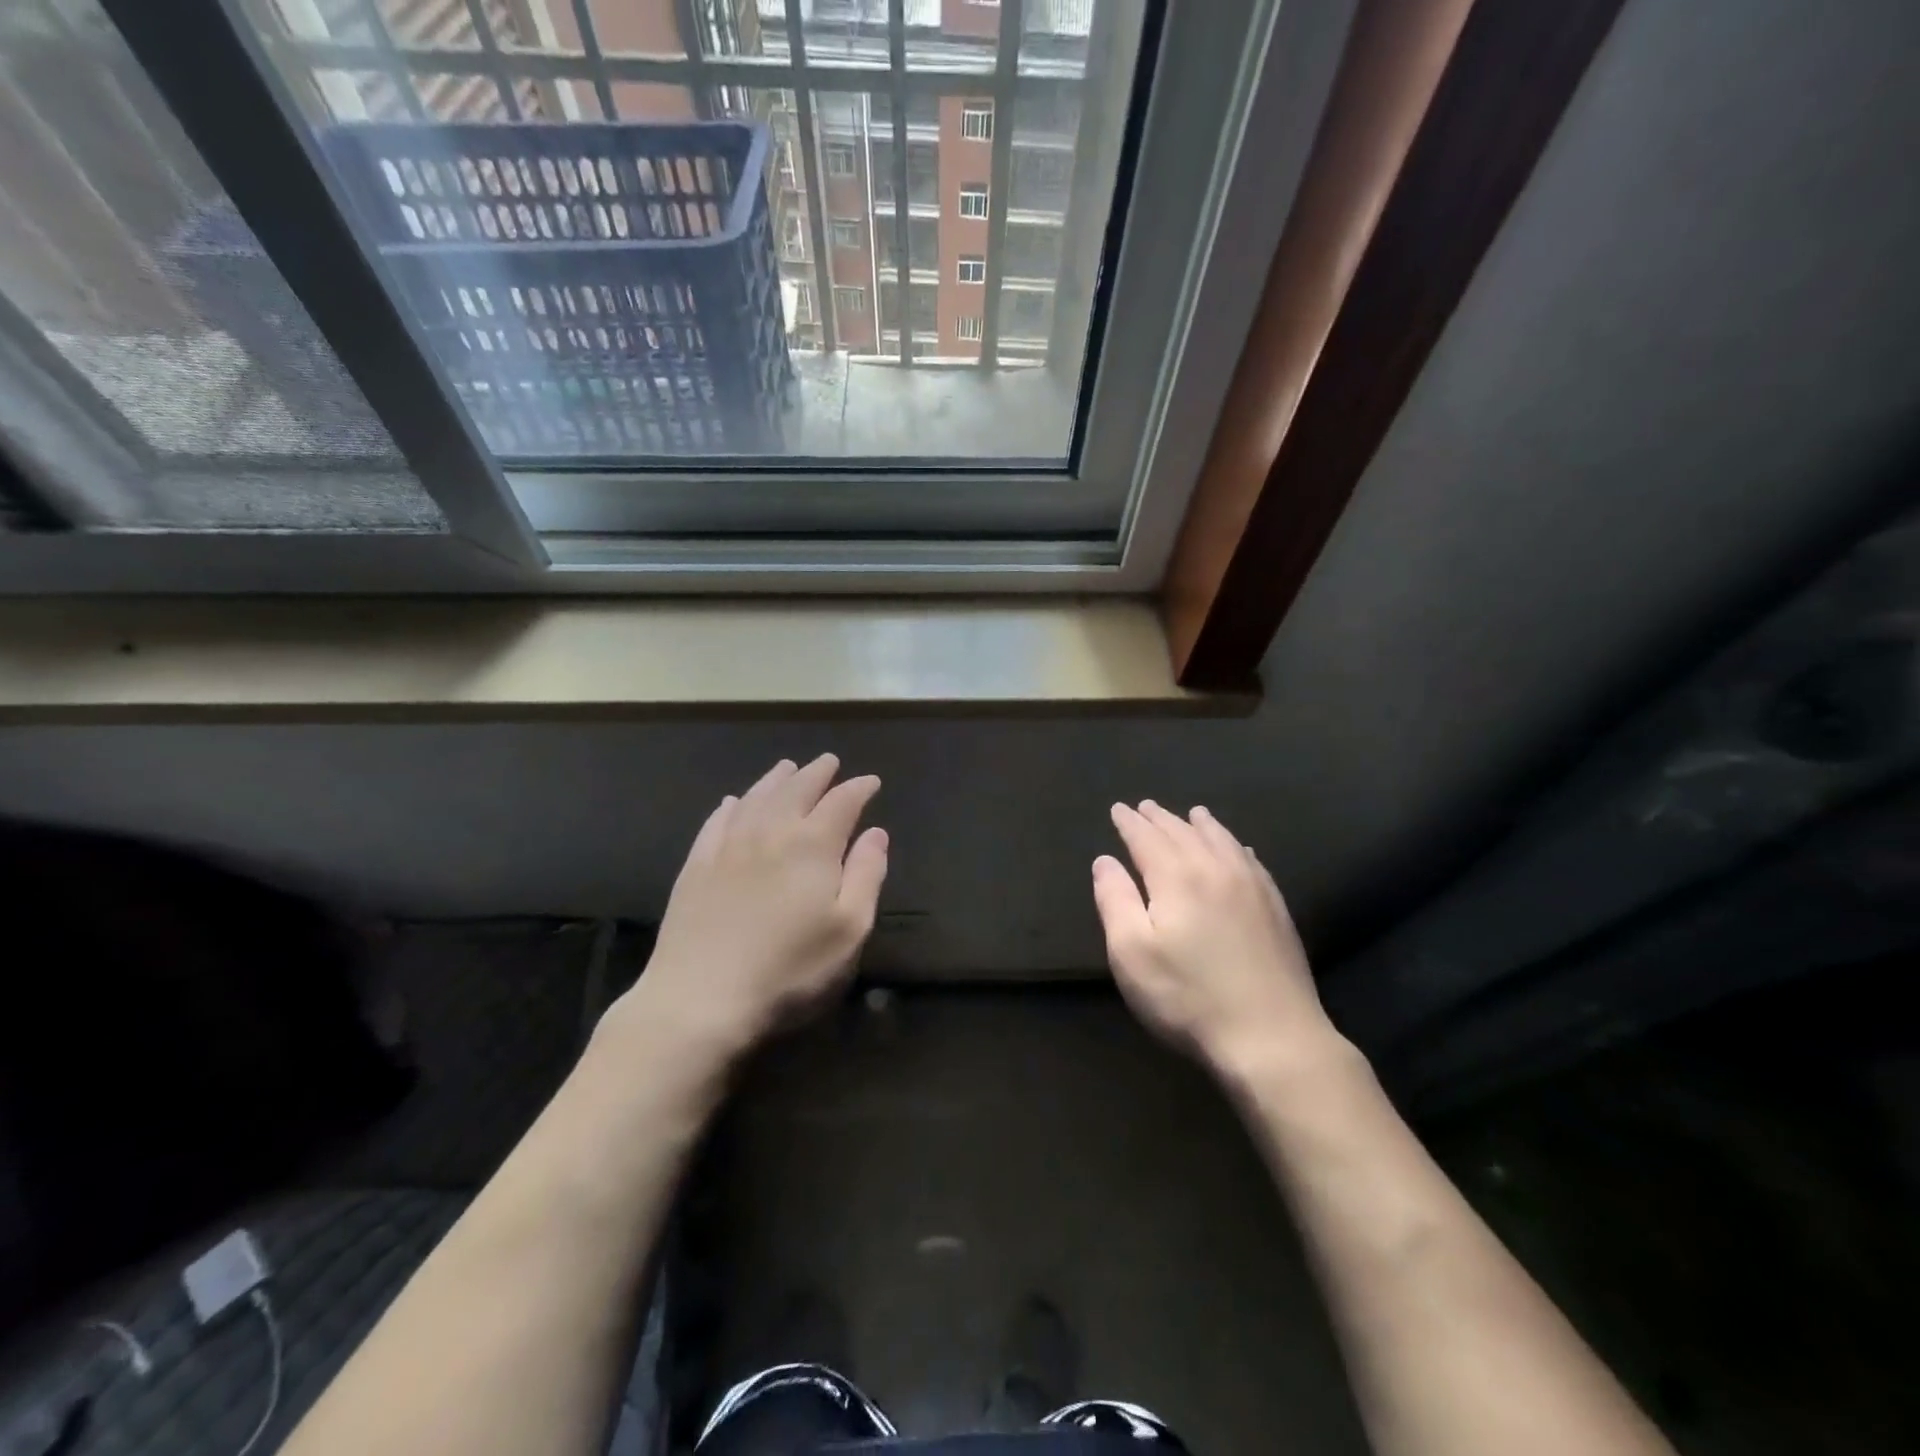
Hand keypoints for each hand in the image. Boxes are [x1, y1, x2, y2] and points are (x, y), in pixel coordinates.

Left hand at [606, 755, 887, 1066]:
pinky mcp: (695, 868)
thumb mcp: (849, 930)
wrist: (699, 1000)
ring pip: (755, 798)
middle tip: (829, 761)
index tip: (871, 781)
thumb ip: (867, 875)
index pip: (841, 803)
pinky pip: (716, 822)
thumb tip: (876, 833)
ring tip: (787, 767)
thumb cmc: (790, 970)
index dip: (858, 789)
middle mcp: (770, 833)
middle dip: (817, 774)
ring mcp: (727, 848)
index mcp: (812, 845)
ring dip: (775, 780)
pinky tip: (733, 802)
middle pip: (796, 790)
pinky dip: (730, 806)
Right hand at [1093, 801, 1337, 1077]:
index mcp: (1176, 877)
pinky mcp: (1276, 909)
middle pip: (1183, 833)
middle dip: (1160, 819)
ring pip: (1222, 841)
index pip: (1146, 838)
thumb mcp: (1131, 953)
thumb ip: (1115, 900)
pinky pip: (1251, 861)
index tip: (1118, 809)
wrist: (1272, 1036)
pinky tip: (1238, 849)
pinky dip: (1236, 846)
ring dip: (1201, 825)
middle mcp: (1215, 869)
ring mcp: (1252, 887)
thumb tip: (1105, 861)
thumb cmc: (1188, 997)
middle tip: (1145, 807)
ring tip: (1192, 813)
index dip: (1129, 823)